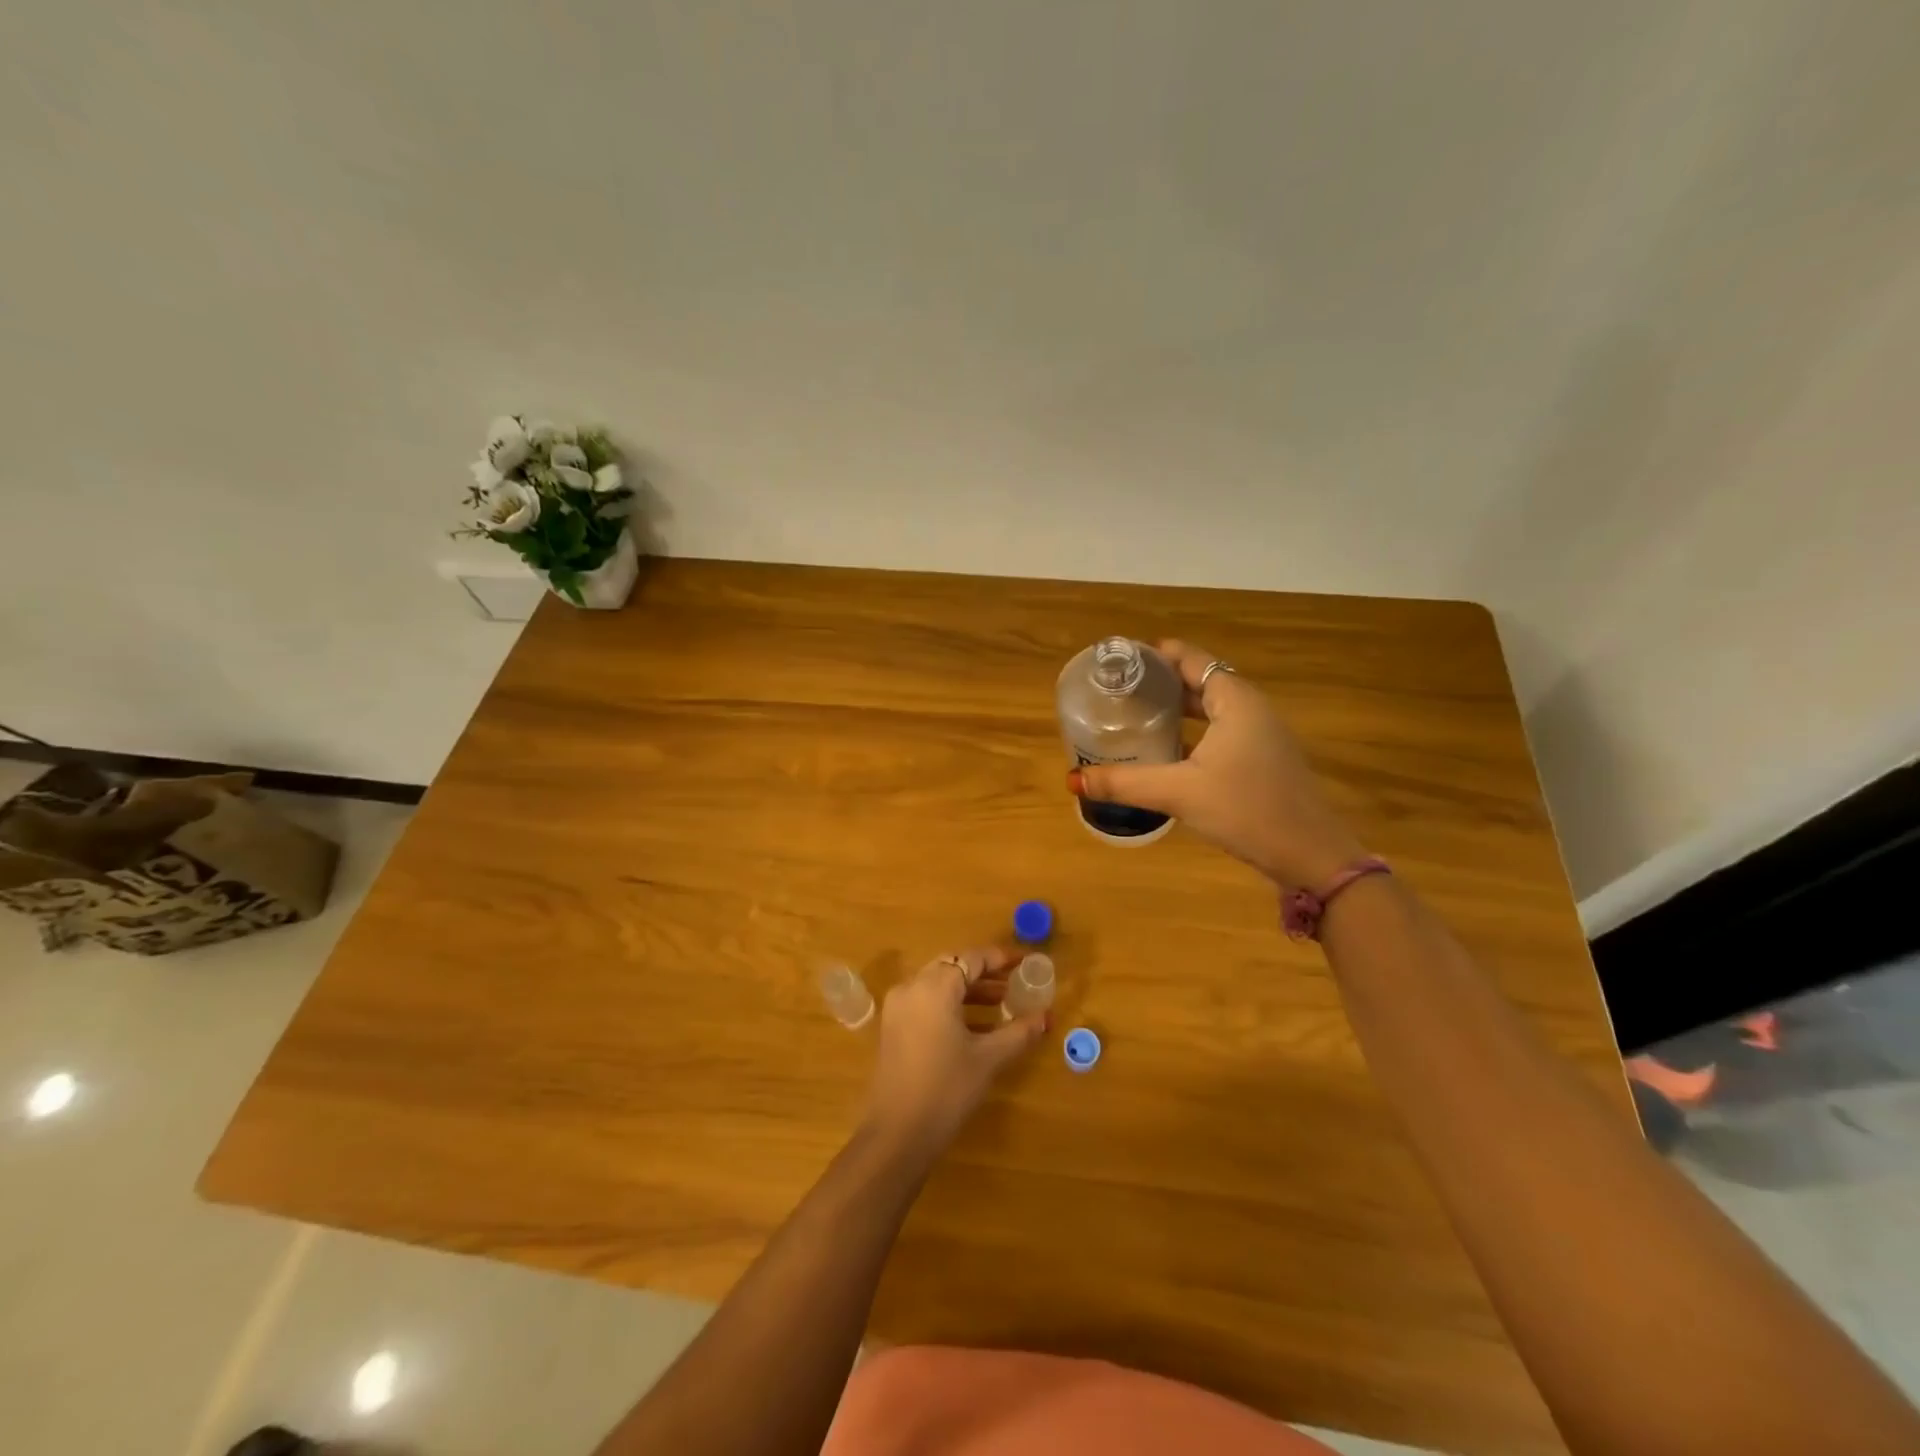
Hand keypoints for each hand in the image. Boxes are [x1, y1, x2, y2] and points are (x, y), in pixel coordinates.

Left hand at [861, 946, 1046, 1154]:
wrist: (898, 1134)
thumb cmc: (947, 1088)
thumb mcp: (988, 1058)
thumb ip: (1018, 1032)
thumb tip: (1046, 1017)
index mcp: (934, 987)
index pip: (971, 959)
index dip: (1000, 958)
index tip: (1024, 962)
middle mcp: (912, 987)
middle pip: (952, 966)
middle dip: (984, 973)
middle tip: (1014, 982)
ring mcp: (898, 1007)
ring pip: (938, 984)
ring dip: (968, 990)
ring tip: (1002, 1003)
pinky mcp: (893, 1027)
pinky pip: (926, 1002)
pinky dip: (951, 1005)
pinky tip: (976, 1025)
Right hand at [1067, 639, 1365, 887]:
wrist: (1312, 856)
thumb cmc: (1247, 810)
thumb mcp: (1180, 793)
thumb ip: (1126, 783)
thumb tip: (1074, 779)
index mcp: (1235, 700)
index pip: (1191, 659)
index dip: (1156, 654)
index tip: (1120, 660)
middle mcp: (1251, 708)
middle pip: (1199, 680)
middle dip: (1160, 682)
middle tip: (1118, 690)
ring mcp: (1261, 734)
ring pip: (1210, 708)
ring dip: (1175, 708)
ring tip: (1134, 714)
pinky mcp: (1262, 759)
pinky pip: (1220, 730)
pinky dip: (1191, 730)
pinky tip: (1166, 750)